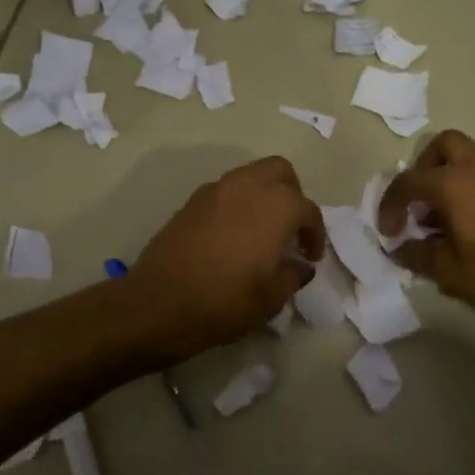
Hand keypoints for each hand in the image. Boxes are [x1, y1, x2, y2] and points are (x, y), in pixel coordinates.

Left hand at [130, 156, 324, 358]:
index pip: (307, 209)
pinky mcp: (191, 201)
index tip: (310, 256)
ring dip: (263, 195)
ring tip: (263, 230)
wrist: (159, 303)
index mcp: (276, 206)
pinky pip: (226, 191)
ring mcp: (216, 190)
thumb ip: (293, 275)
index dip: (315, 234)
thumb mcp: (270, 298)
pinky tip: (234, 234)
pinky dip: (238, 203)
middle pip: (280, 171)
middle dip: (291, 194)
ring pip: (250, 175)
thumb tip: (301, 266)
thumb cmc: (225, 301)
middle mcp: (247, 186)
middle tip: (290, 226)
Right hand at [378, 130, 474, 329]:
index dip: (390, 205)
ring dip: (447, 176)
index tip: (389, 231)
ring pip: (467, 156)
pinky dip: (469, 185)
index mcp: (455, 184)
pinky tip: (469, 223)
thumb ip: (416, 254)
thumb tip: (398, 247)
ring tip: (441, 217)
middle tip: (418, 201)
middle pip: (443, 145)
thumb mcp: (447, 271)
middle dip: (423, 167)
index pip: (409, 182)